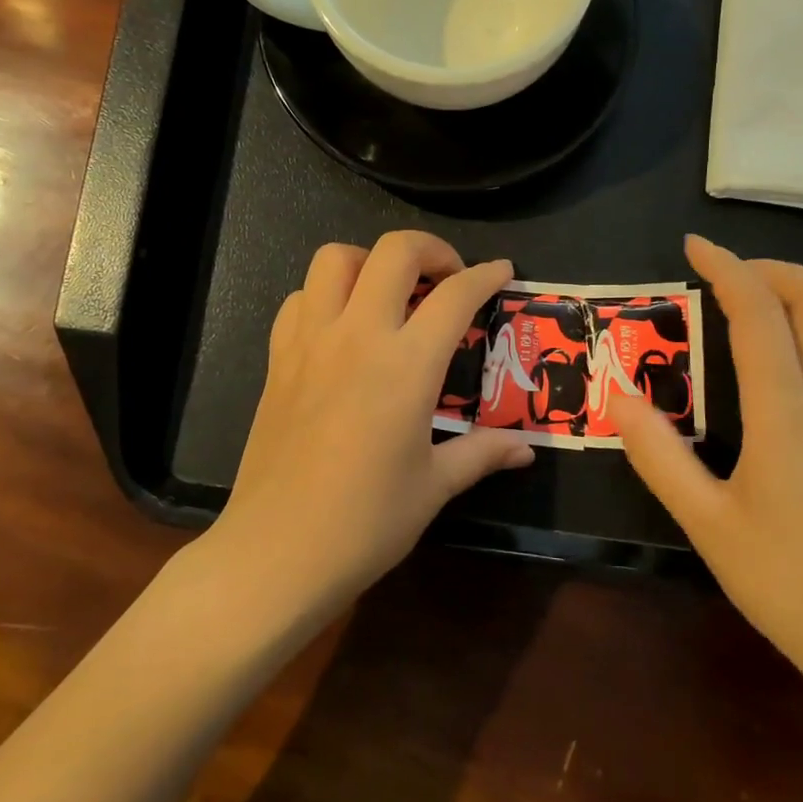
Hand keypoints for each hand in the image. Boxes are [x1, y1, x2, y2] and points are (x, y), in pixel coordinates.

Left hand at [210, 231, 534, 610]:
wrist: (276, 552)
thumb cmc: (365, 523)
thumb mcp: (433, 487)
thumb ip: (482, 454)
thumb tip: (526, 450)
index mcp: (405, 366)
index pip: (454, 296)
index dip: (486, 275)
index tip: (502, 272)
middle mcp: (357, 336)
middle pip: (393, 252)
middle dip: (430, 249)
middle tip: (447, 278)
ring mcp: (310, 342)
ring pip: (335, 258)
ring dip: (370, 262)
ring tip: (389, 294)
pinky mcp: (278, 359)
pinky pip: (299, 299)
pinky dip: (325, 295)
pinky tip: (341, 329)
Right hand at [611, 236, 802, 699]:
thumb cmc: (786, 582)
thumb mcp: (704, 522)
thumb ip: (658, 454)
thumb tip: (618, 396)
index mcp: (787, 412)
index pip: (759, 313)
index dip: (726, 268)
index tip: (693, 246)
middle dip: (775, 269)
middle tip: (729, 274)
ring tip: (774, 305)